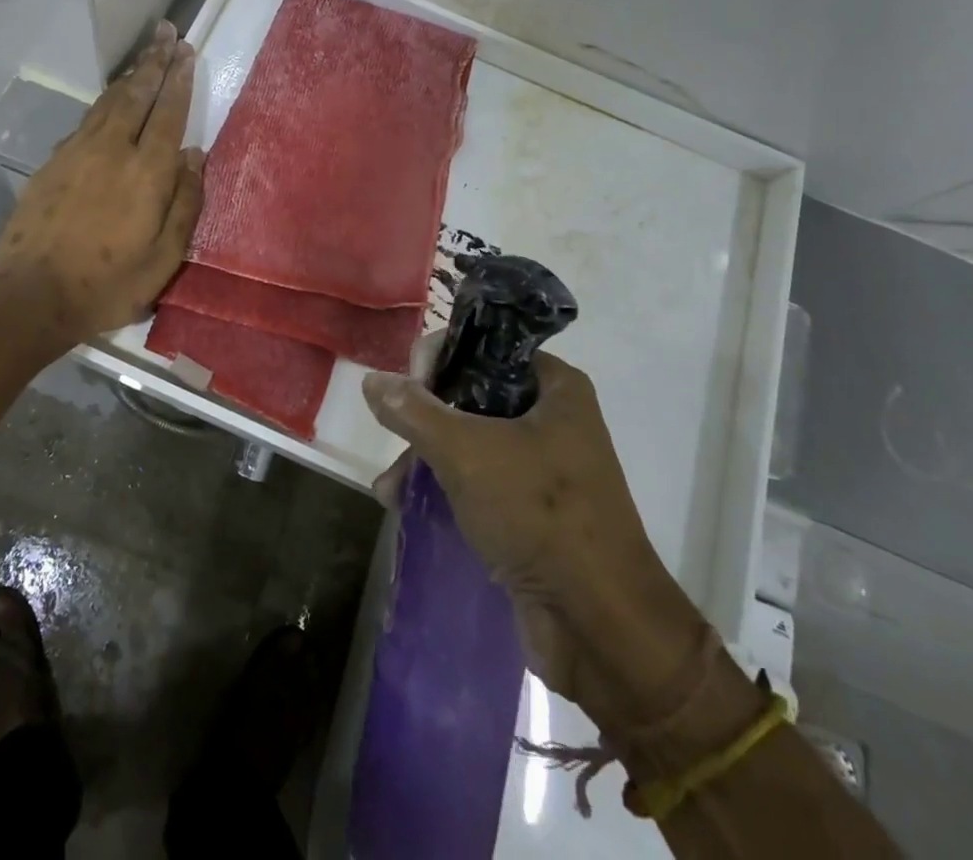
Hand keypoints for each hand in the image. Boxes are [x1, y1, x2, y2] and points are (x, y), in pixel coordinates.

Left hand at [0, 22, 204, 343]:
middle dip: (154, 62)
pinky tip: (109, 103)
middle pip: (136, 95)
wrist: (31, 296)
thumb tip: (194, 155)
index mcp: (146, 171)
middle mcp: (112, 150)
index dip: (178, 80)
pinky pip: (85, 122)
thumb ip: (184, 202)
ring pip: (108, 103)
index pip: (168, 113)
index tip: (185, 51)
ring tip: (144, 58)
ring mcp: (76, 153)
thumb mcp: (164, 257)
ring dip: (129, 77)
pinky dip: (103, 104)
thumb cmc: (108, 284)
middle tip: (166, 32)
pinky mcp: (52, 164)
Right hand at [363, 345, 703, 725]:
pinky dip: (444, 487)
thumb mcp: (467, 452)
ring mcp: (544, 468)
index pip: (486, 347)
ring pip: (470, 441)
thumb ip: (415, 411)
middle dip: (425, 417)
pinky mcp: (532, 512)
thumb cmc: (539, 514)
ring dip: (426, 457)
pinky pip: (479, 482)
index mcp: (555, 387)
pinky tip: (405, 504)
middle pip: (472, 394)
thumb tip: (372, 379)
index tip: (408, 385)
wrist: (600, 626)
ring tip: (389, 486)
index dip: (441, 357)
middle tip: (393, 434)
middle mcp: (553, 419)